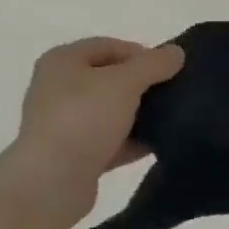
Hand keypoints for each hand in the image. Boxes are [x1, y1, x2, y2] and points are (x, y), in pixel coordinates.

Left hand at [3, 37, 184, 218]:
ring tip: (170, 119)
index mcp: (62, 61)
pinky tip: (157, 145)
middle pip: (109, 79)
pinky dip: (131, 142)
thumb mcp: (124, 83)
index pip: (109, 46)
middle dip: (142, 85)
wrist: (52, 182)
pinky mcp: (73, 156)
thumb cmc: (84, 119)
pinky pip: (109, 142)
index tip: (170, 69)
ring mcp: (64, 124)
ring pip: (110, 112)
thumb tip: (176, 52)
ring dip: (138, 115)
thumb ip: (153, 64)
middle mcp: (58, 88)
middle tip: (172, 93)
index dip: (141, 53)